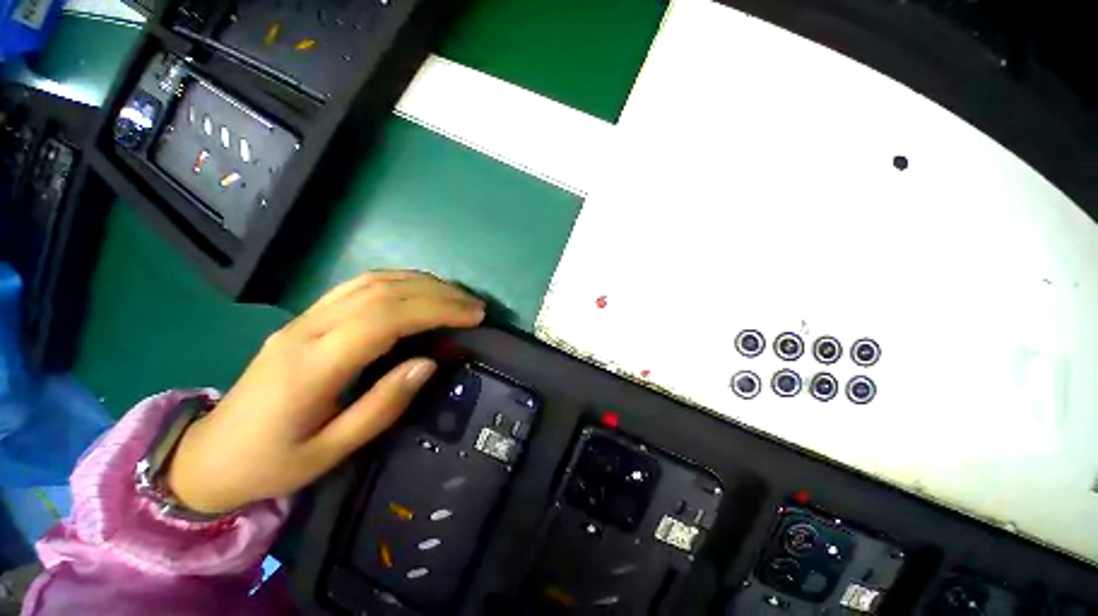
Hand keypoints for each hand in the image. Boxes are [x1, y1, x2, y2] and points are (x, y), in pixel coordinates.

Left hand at [166, 271, 485, 513]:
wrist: (209, 454)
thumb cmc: (271, 463)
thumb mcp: (331, 451)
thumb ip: (383, 406)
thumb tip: (428, 364)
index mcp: (314, 366)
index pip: (386, 319)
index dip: (436, 311)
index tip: (474, 317)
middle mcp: (309, 328)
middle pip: (383, 292)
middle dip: (439, 294)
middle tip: (475, 305)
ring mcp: (305, 317)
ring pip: (372, 281)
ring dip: (422, 282)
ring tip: (457, 295)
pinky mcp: (307, 316)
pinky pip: (359, 285)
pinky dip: (399, 281)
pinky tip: (421, 289)